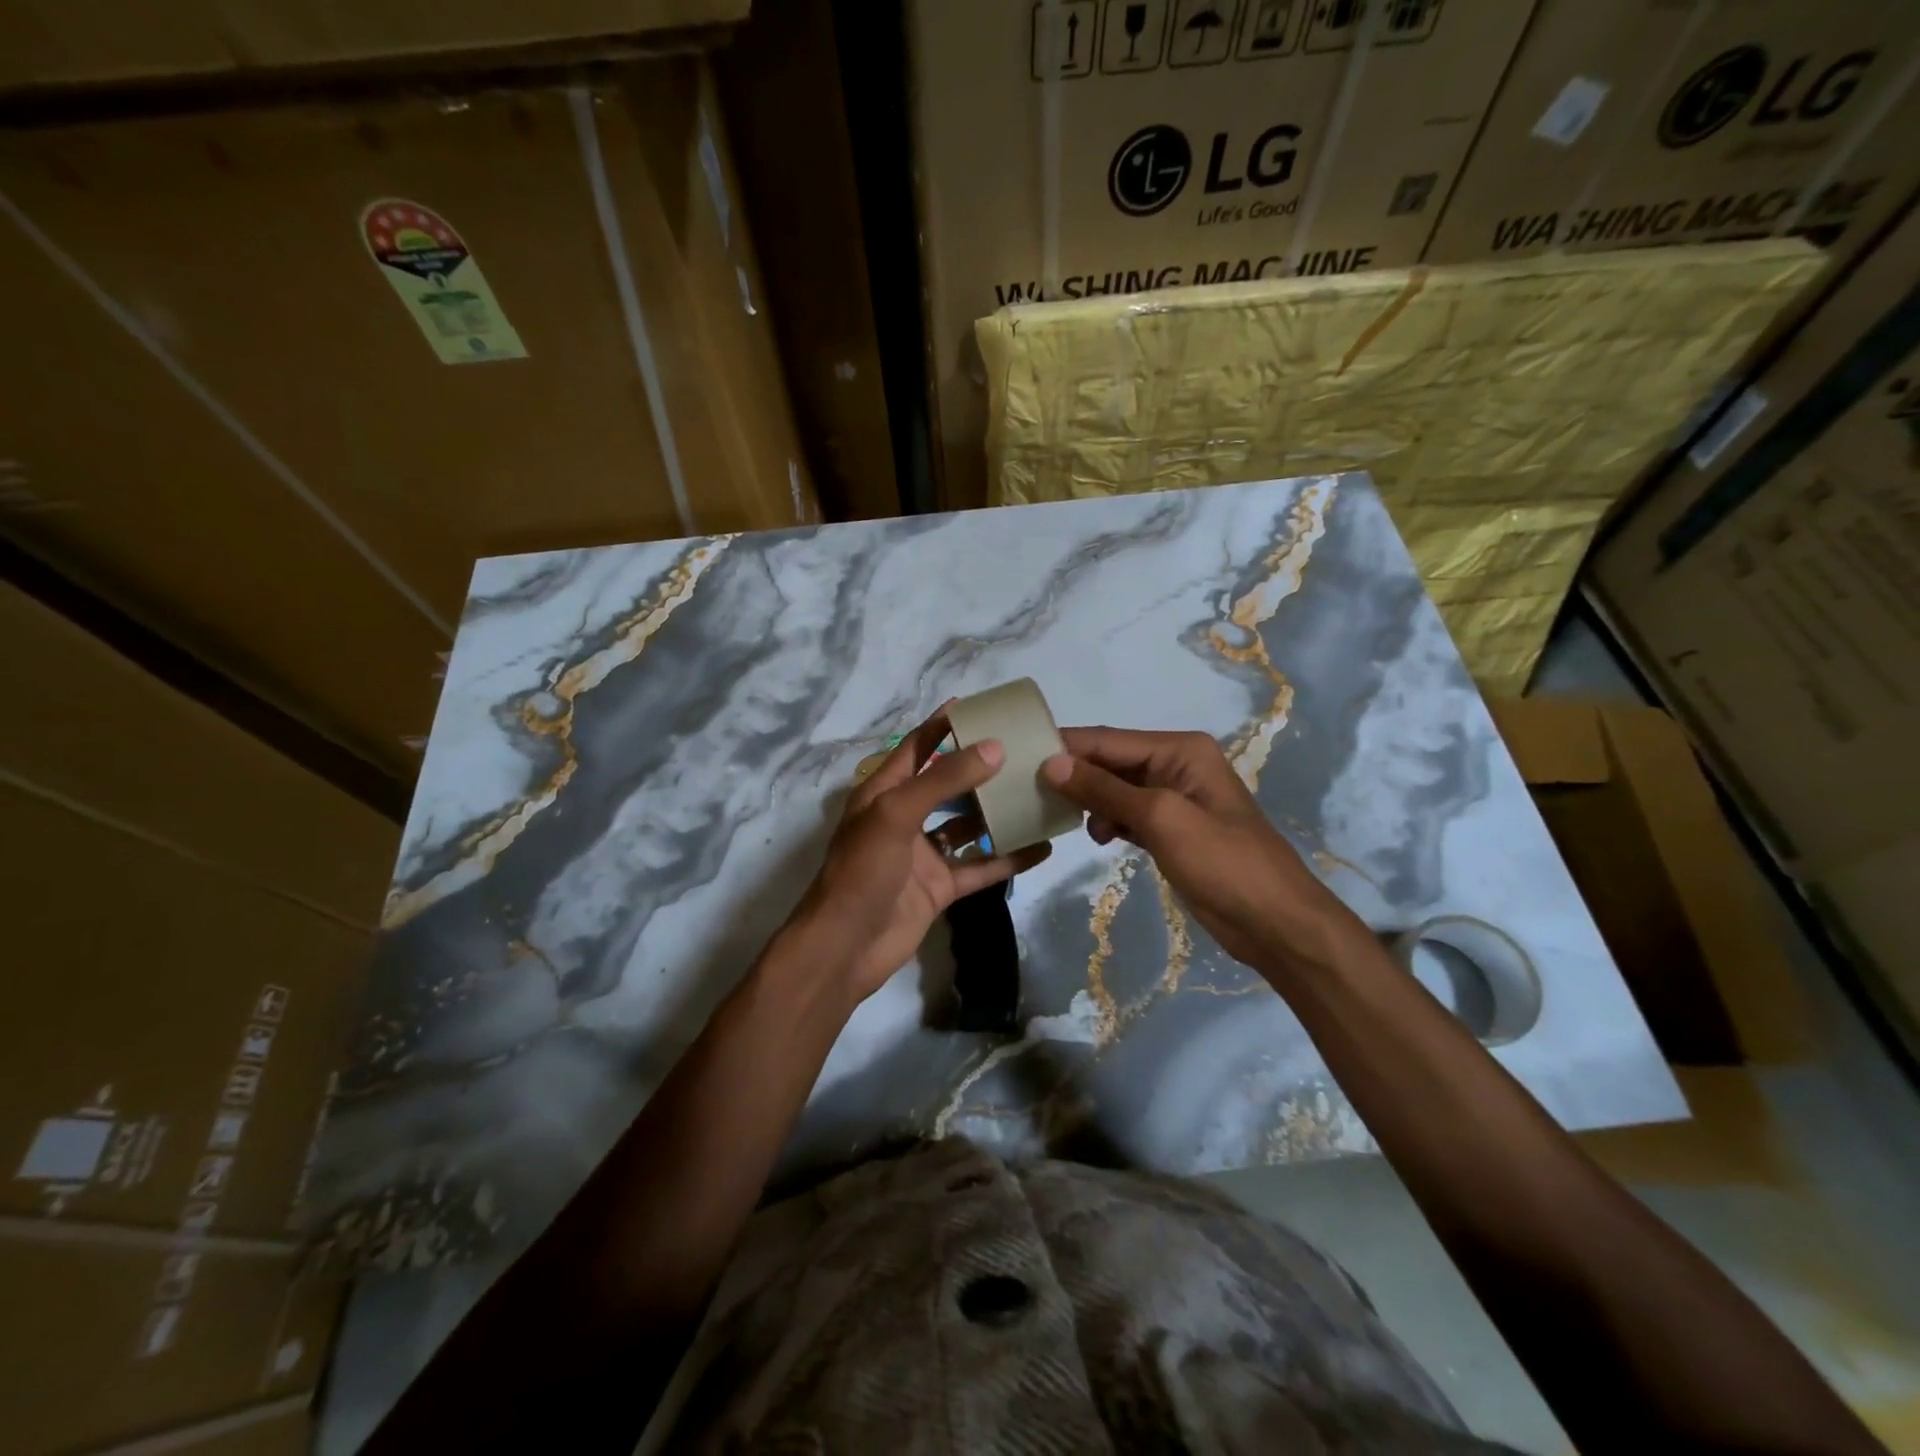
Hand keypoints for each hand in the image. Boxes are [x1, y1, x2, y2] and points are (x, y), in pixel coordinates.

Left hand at [793, 705, 1050, 1002]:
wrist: (845, 948)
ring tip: (1037, 792)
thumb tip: (994, 748)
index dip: (943, 725)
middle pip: (947, 784)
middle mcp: (904, 817)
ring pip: (967, 825)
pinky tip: (1041, 847)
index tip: (978, 706)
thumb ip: (943, 781)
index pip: (916, 748)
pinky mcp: (940, 887)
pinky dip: (1008, 858)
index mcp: (883, 792)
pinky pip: (980, 867)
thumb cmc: (862, 871)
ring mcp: (923, 854)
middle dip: (980, 768)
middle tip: (1022, 750)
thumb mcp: (896, 815)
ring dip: (997, 812)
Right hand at [1041, 727, 1366, 979]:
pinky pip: (1128, 814)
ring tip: (1063, 818)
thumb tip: (1051, 763)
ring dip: (1090, 801)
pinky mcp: (1171, 830)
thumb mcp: (1161, 818)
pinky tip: (1097, 837)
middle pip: (1111, 761)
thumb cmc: (1222, 862)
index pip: (1109, 739)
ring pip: (1116, 789)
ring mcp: (1174, 800)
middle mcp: (1176, 766)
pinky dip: (1108, 822)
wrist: (1275, 922)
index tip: (1019, 756)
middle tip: (1029, 791)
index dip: (1066, 746)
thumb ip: (1105, 789)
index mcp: (1180, 750)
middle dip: (1074, 775)